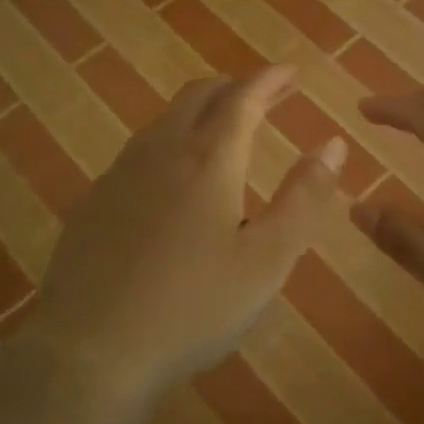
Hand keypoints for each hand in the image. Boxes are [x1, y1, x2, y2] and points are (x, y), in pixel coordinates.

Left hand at [23, 66, 345, 412]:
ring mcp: (120, 175)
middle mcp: (161, 152)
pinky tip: (171, 177)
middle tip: (264, 95)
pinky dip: (169, 143)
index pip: (243, 98)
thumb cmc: (193, 307)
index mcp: (208, 160)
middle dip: (235, 87)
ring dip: (199, 112)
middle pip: (198, 97)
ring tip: (221, 126)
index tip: (291, 72)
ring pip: (164, 121)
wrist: (90, 351)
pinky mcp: (93, 202)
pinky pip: (139, 152)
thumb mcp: (266, 259)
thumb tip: (334, 145)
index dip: (270, 80)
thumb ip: (304, 198)